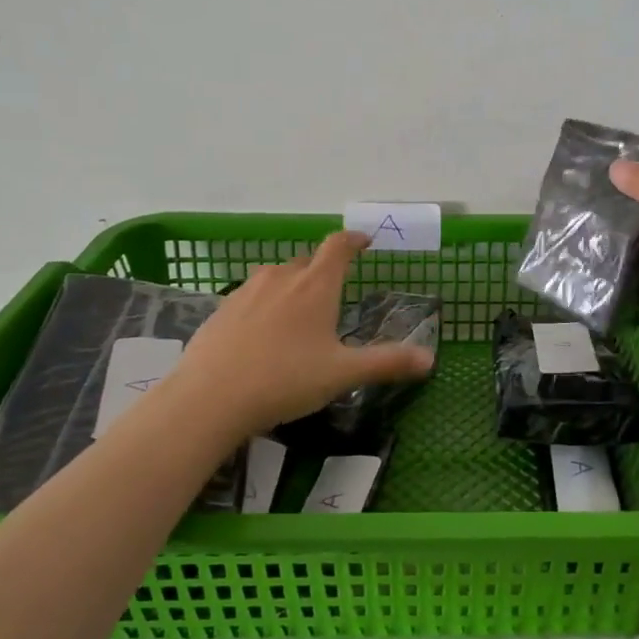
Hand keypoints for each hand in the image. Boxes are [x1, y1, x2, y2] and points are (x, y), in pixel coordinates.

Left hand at [170, 231, 435, 438]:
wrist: (209, 398)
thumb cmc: (285, 380)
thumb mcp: (342, 374)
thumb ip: (386, 363)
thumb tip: (430, 360)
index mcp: (315, 286)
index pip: (338, 247)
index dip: (353, 240)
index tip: (364, 241)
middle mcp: (281, 278)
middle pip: (307, 262)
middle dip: (323, 270)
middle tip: (334, 293)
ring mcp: (246, 291)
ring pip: (276, 276)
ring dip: (292, 285)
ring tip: (298, 313)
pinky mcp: (221, 310)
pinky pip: (250, 296)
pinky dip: (264, 304)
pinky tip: (262, 334)